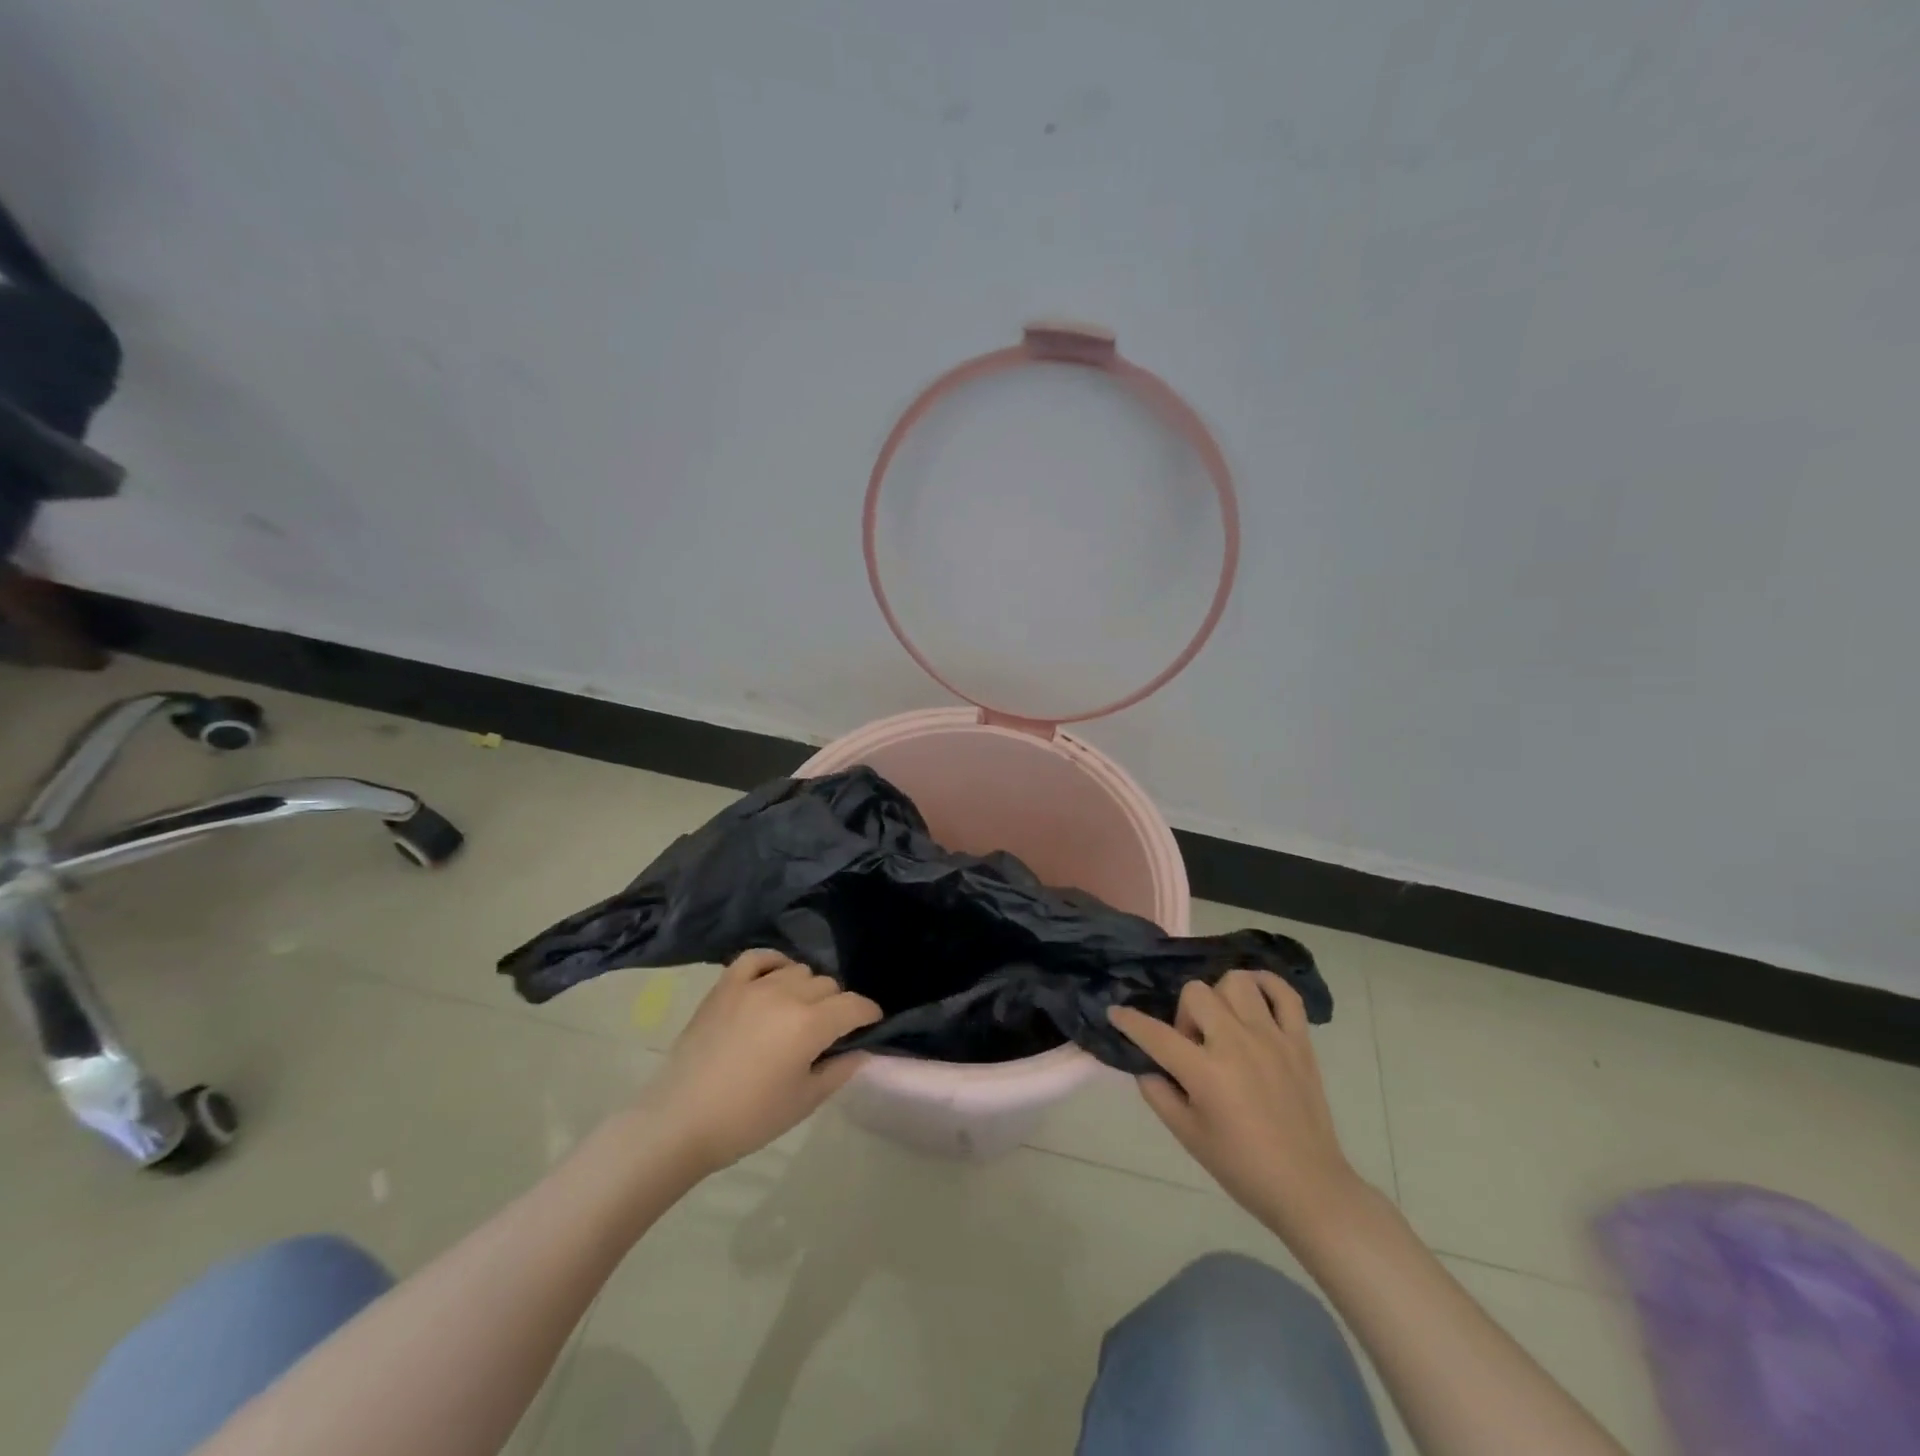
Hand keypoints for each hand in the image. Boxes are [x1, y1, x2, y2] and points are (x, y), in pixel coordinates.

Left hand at [645, 950, 881, 1175]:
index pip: (854, 1005)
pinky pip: (757, 957)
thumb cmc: (747, 1119)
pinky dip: (772, 963)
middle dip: (836, 1005)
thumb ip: (839, 1070)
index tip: (870, 1025)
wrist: (680, 1122)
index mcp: (810, 1025)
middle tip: (826, 1032)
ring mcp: (753, 986)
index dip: (868, 1014)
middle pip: (827, 985)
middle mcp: (786, 995)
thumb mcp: (803, 1102)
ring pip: (797, 970)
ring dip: (806, 988)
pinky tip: (774, 978)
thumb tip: (862, 1049)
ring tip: (797, 1012)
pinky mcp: (725, 986)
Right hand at [1110, 970, 1361, 1238]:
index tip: (1115, 1012)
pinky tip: (1254, 999)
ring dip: (1220, 998)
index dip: (1129, 1021)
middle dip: (1184, 1014)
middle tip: (1192, 1045)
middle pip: (1196, 993)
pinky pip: (1284, 993)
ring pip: (1236, 982)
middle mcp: (1237, 1044)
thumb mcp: (1187, 1136)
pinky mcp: (1300, 1041)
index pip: (1155, 1034)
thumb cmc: (1242, 1168)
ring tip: (1223, 1025)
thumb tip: (1147, 1066)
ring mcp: (1272, 1038)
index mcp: (1206, 1072)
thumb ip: (1158, 1094)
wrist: (1309, 1189)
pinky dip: (1267, 985)